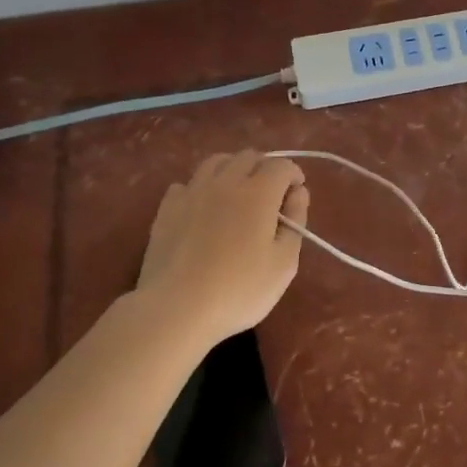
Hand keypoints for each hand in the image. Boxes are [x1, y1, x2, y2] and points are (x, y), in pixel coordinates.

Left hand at [136, 151, 308, 346]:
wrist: (175, 309)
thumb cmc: (239, 290)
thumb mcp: (284, 263)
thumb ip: (296, 222)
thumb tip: (298, 192)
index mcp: (259, 193)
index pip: (281, 165)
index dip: (293, 174)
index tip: (296, 193)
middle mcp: (226, 182)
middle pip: (249, 157)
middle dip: (265, 168)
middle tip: (271, 194)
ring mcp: (193, 192)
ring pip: (216, 162)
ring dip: (233, 169)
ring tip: (237, 192)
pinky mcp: (167, 208)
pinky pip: (187, 183)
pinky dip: (200, 188)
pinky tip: (202, 208)